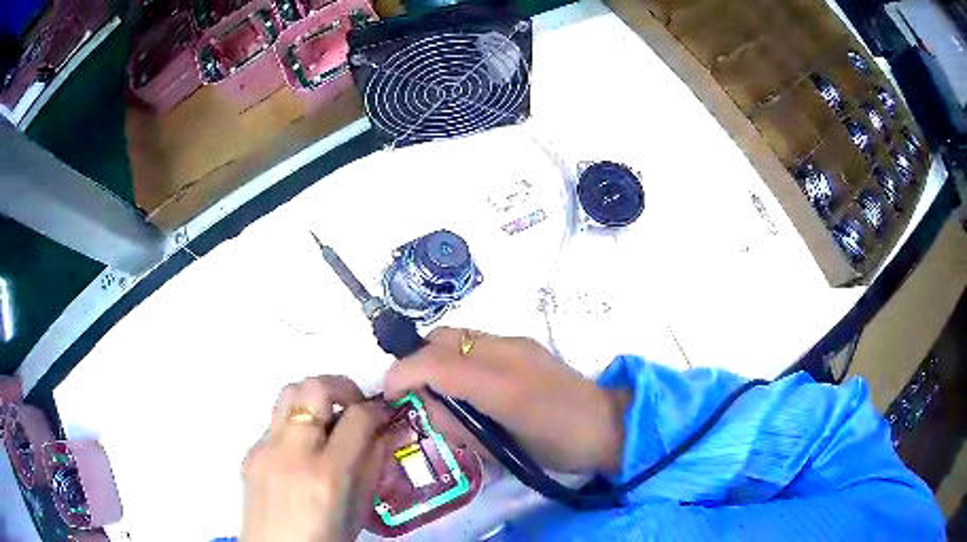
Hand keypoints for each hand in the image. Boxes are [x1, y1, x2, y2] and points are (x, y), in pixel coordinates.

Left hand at [242, 376, 387, 541]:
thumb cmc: (327, 539)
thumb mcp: (360, 509)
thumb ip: (374, 465)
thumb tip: (387, 430)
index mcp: (328, 475)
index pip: (357, 418)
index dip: (377, 409)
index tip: (384, 414)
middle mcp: (292, 453)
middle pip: (315, 387)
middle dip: (343, 387)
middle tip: (355, 407)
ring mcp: (265, 449)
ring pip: (289, 392)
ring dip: (315, 398)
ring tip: (328, 421)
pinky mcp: (249, 451)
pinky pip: (276, 422)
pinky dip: (296, 425)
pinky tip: (302, 451)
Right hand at [384, 328, 628, 473]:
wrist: (608, 425)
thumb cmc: (558, 447)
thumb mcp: (502, 450)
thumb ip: (457, 426)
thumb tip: (424, 405)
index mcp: (503, 385)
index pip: (435, 363)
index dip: (402, 374)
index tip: (388, 393)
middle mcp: (507, 352)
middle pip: (441, 338)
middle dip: (416, 361)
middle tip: (415, 394)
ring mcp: (517, 342)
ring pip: (457, 335)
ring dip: (437, 358)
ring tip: (442, 391)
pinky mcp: (524, 342)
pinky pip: (475, 341)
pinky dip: (458, 357)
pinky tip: (469, 384)